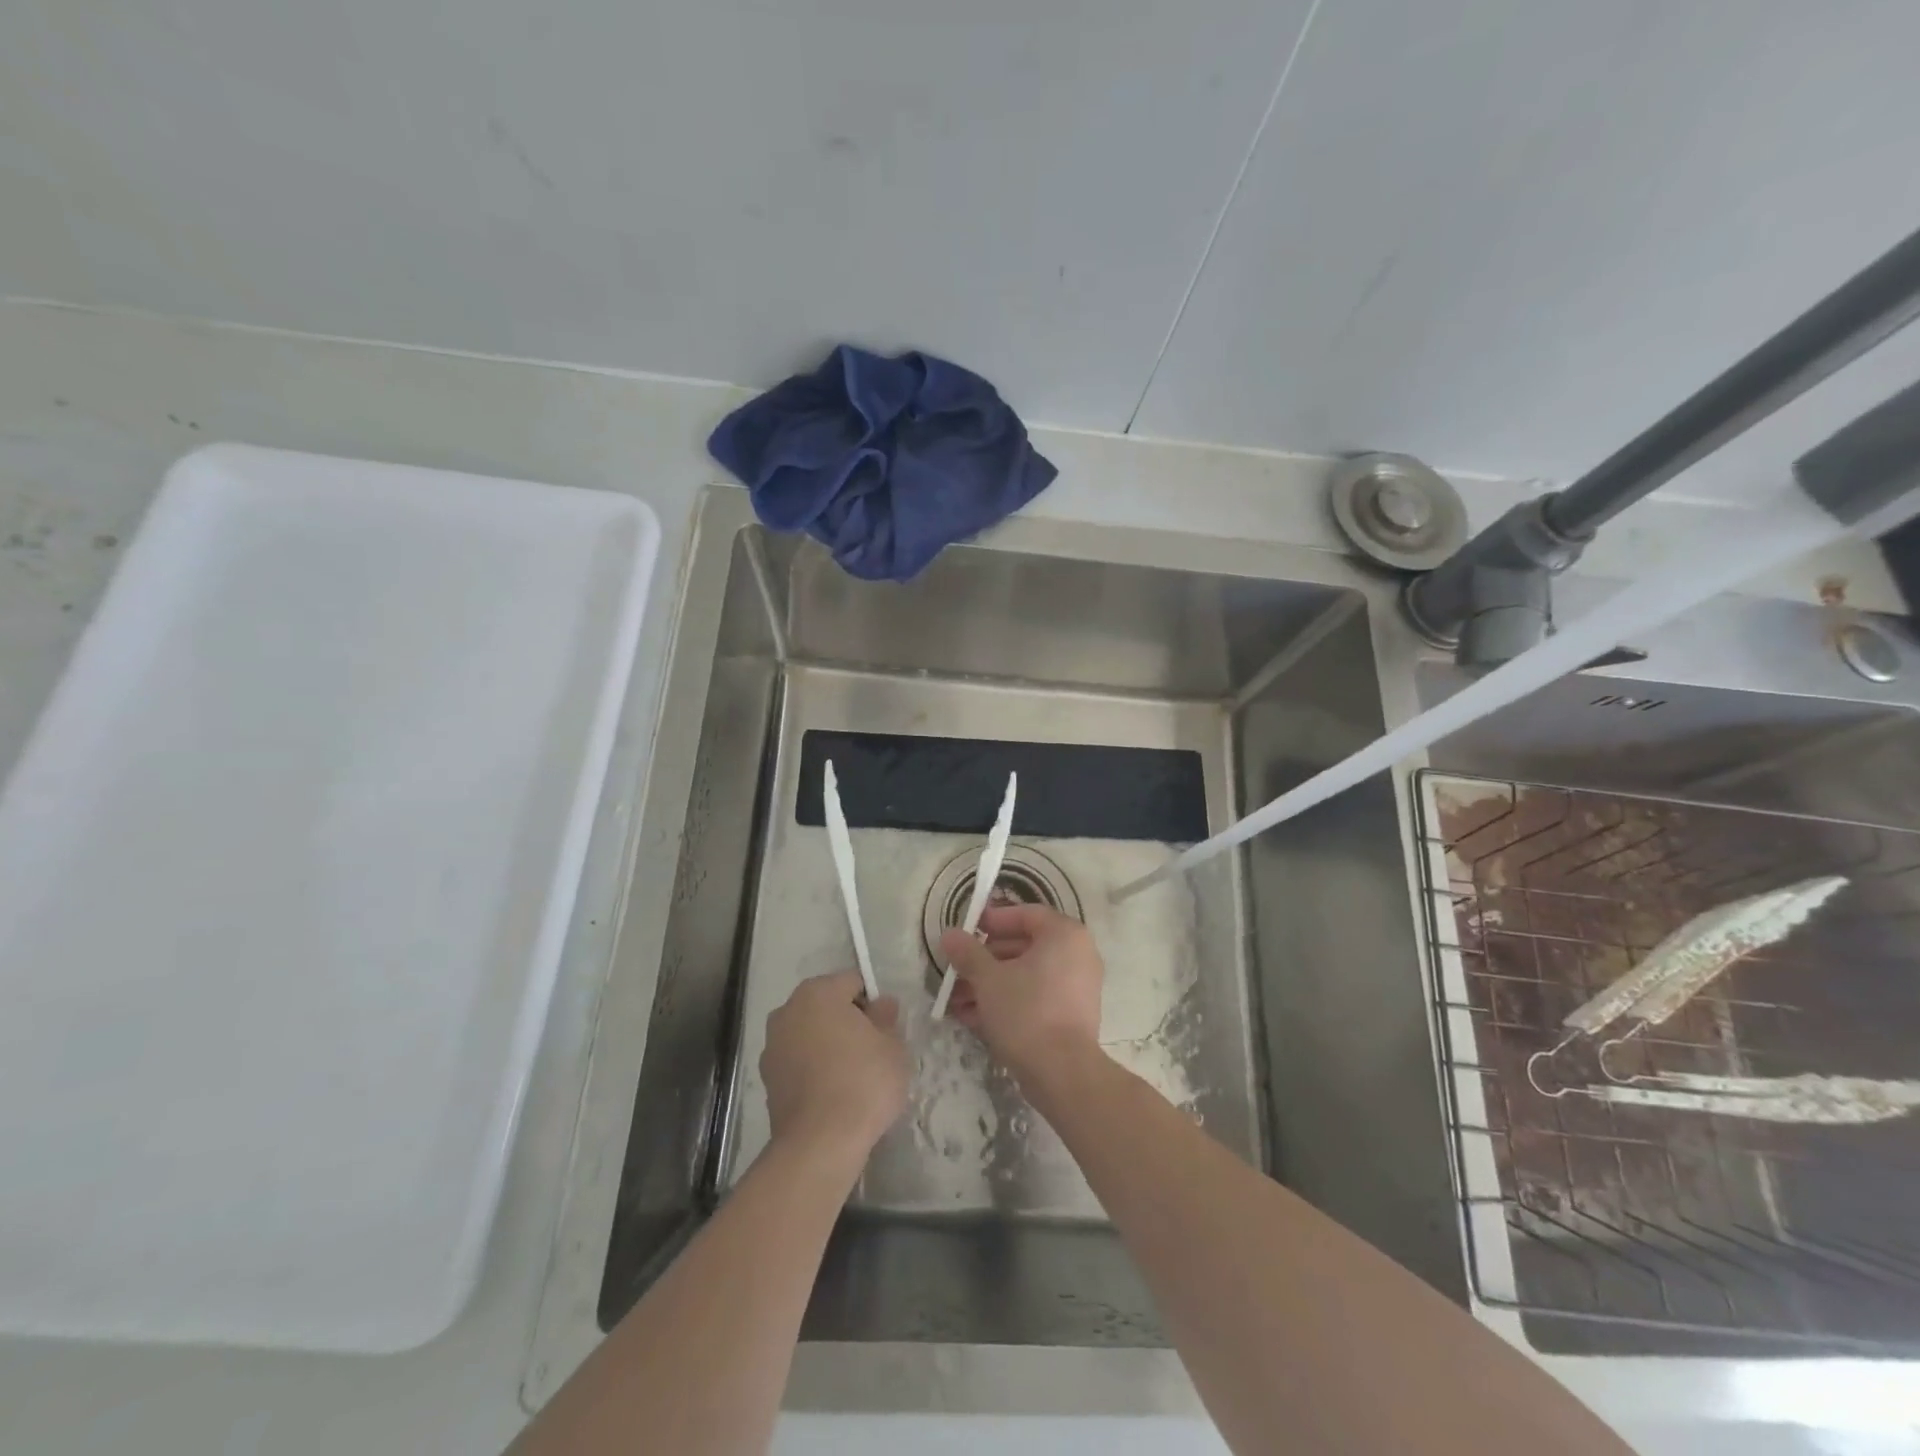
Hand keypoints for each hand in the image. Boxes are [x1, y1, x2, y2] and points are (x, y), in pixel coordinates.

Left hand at [761, 971, 907, 1161]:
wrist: (820, 1143)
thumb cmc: (863, 1082)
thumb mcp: (893, 1046)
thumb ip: (887, 1018)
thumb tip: (882, 1005)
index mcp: (818, 992)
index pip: (853, 983)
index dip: (873, 1003)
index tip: (885, 1030)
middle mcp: (788, 1010)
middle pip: (827, 1006)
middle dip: (848, 1022)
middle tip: (872, 1051)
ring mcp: (772, 1045)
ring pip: (810, 1034)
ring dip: (828, 1045)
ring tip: (852, 1076)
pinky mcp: (767, 1079)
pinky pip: (798, 1062)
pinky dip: (813, 1069)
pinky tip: (832, 1093)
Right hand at [939, 903, 1104, 1081]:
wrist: (1062, 1073)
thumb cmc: (1026, 1011)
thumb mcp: (988, 979)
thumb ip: (968, 952)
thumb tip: (950, 934)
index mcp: (1064, 935)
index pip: (1025, 914)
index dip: (992, 920)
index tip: (966, 931)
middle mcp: (1077, 954)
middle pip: (1023, 946)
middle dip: (984, 960)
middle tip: (957, 971)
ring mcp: (1077, 986)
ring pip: (1026, 975)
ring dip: (990, 984)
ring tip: (957, 1000)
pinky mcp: (1071, 1015)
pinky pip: (1036, 997)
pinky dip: (1008, 1002)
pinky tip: (974, 1018)